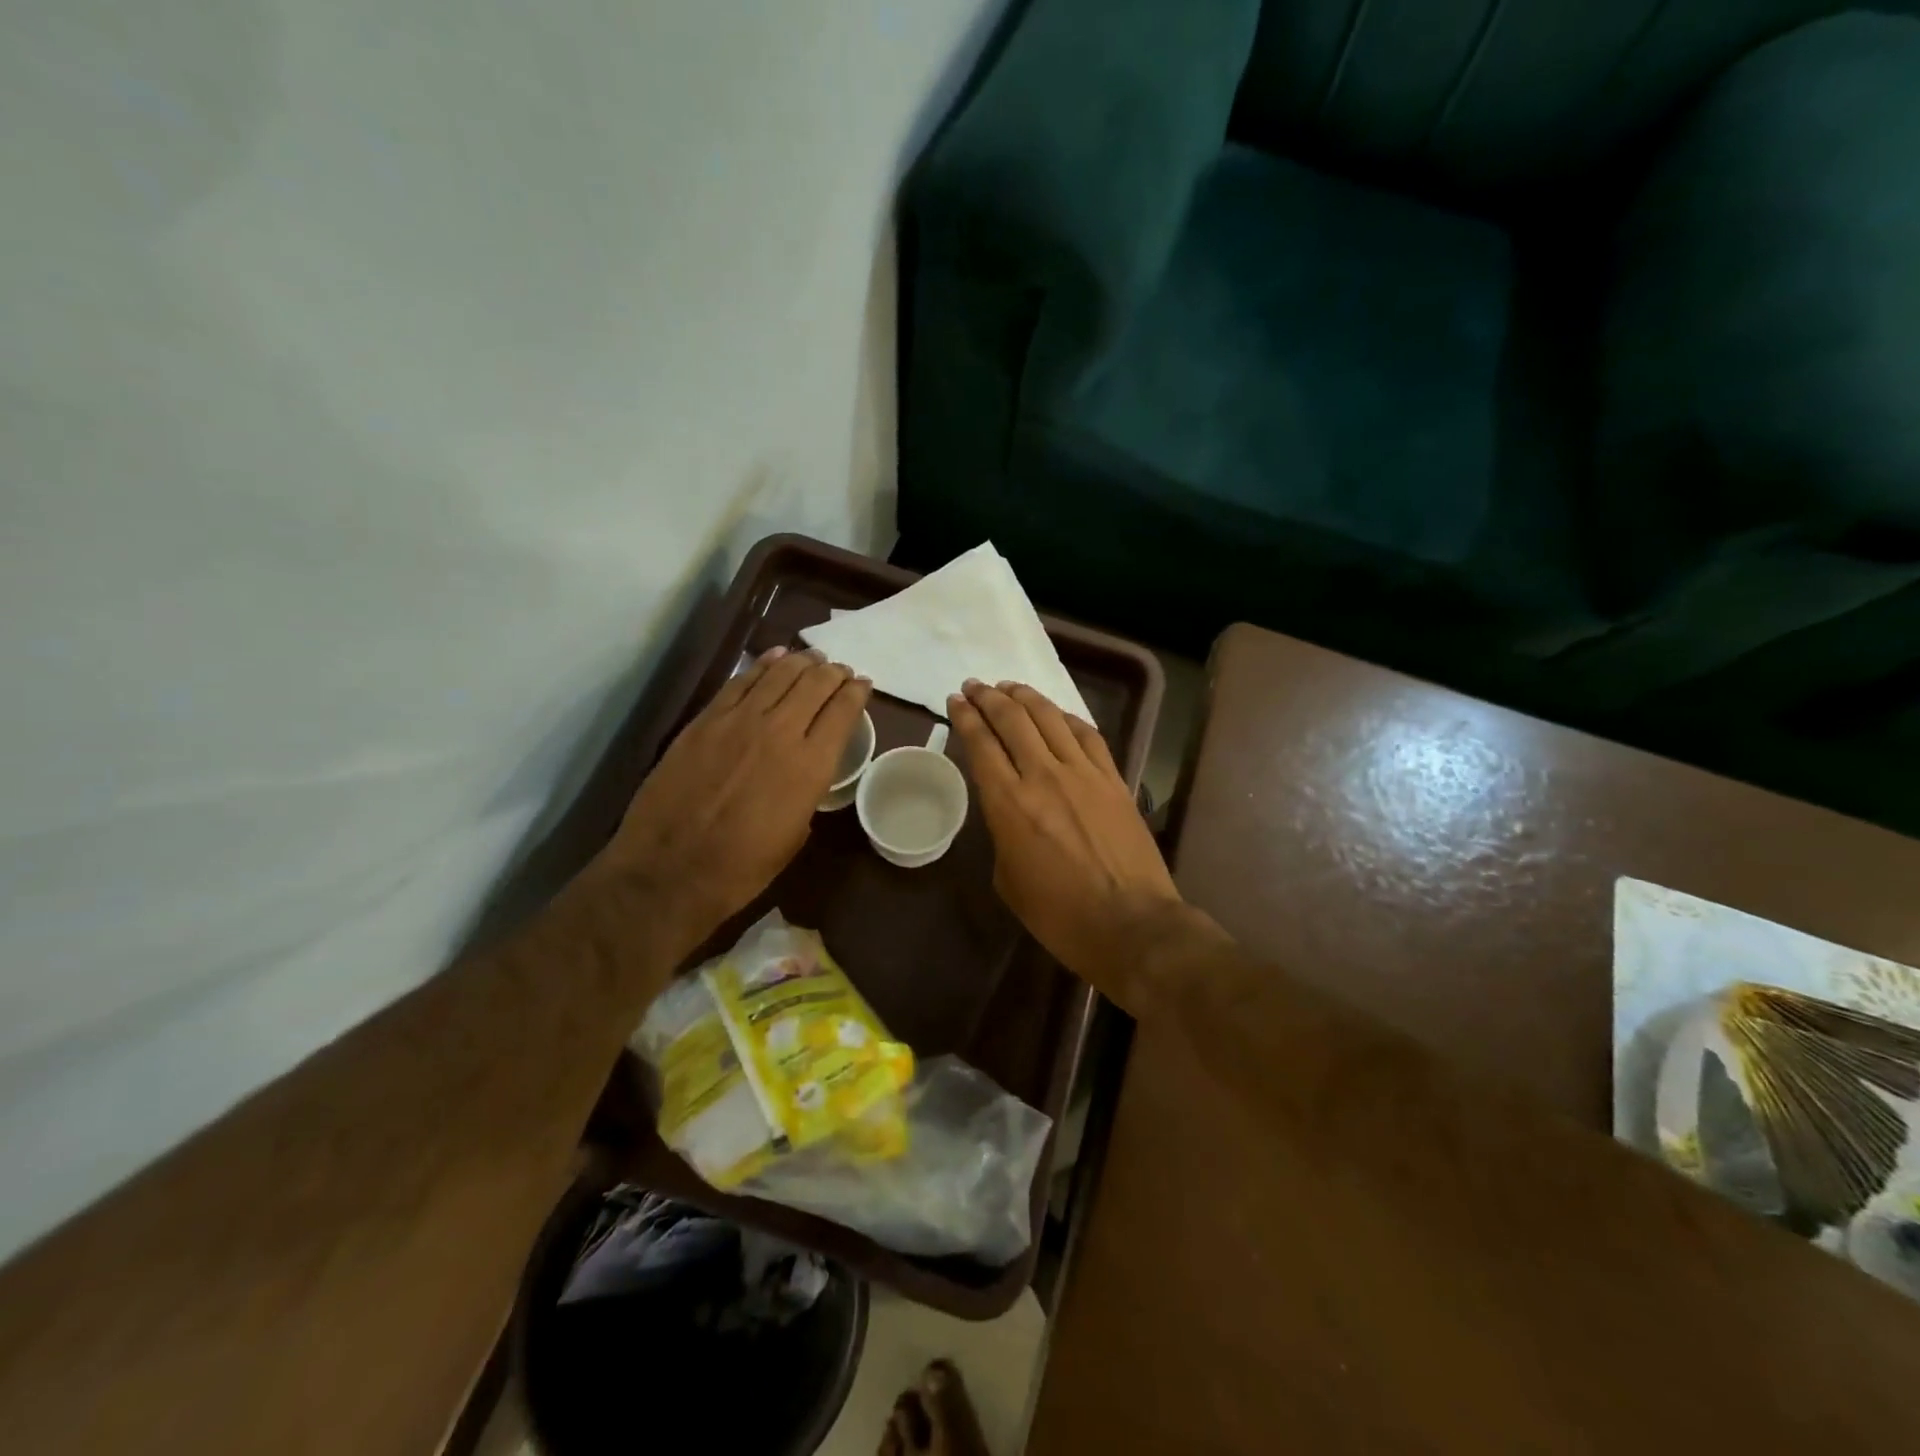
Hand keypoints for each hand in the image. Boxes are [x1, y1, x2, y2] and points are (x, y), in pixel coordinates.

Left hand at [601, 646, 870, 944]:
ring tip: (813, 658)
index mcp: (811, 766)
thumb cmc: (741, 868)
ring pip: (780, 674)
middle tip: (840, 670)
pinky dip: (763, 664)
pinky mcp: (706, 720)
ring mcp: (739, 721)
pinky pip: (741, 681)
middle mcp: (781, 731)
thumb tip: (805, 772)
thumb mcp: (795, 835)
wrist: (669, 870)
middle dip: (833, 672)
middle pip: (815, 684)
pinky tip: (774, 657)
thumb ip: (806, 792)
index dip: (858, 692)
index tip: (863, 684)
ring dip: (802, 662)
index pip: (843, 711)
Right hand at [948, 679, 1185, 994]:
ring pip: (1050, 718)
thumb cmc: (1060, 915)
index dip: (966, 717)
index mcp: (1009, 805)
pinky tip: (1058, 714)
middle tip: (976, 686)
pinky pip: (1088, 735)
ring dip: (1026, 697)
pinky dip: (1067, 717)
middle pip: (1013, 720)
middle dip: (989, 697)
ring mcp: (1084, 774)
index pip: (981, 745)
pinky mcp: (1114, 780)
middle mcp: (1044, 777)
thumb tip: (1011, 813)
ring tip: (1010, 687)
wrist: (1130, 923)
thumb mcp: (1009, 880)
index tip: (956, 700)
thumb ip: (1003, 835)